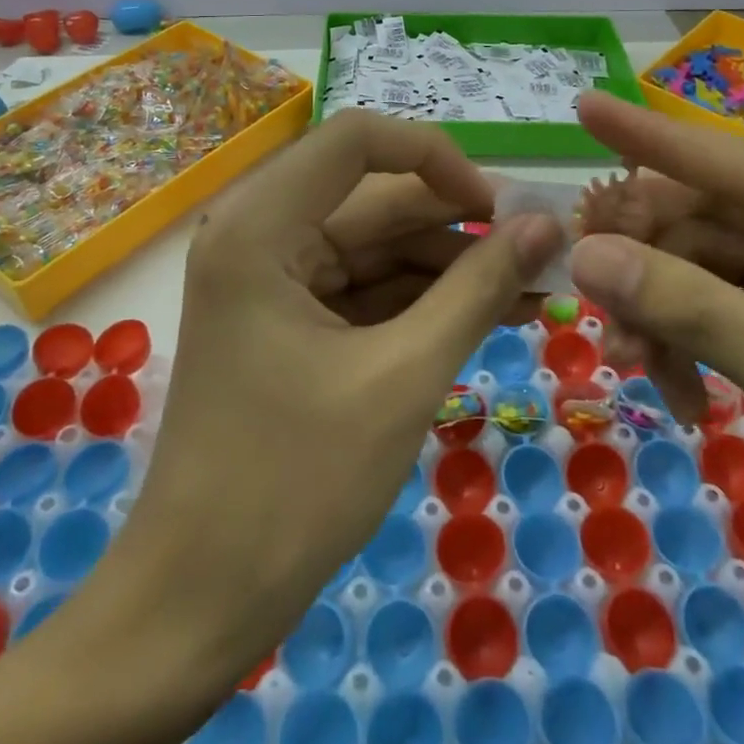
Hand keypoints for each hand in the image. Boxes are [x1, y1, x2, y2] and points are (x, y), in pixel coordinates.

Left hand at [121, 110, 562, 685]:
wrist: (199, 602)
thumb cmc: (294, 485)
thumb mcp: (403, 377)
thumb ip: (476, 291)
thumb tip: (544, 226)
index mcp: (261, 226)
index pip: (357, 140)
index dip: (436, 157)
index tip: (498, 209)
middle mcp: (258, 234)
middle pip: (374, 198)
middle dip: (459, 225)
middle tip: (542, 254)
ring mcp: (271, 280)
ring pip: (376, 246)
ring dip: (451, 267)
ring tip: (533, 291)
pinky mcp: (287, 321)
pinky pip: (365, 289)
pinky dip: (422, 301)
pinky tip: (490, 315)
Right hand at [567, 91, 743, 616]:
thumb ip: (693, 310)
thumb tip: (586, 255)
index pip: (742, 165)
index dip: (655, 139)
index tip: (585, 106)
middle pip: (710, 219)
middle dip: (645, 255)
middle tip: (582, 283)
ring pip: (700, 269)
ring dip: (656, 311)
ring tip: (630, 362)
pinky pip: (712, 313)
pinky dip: (681, 345)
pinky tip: (676, 391)